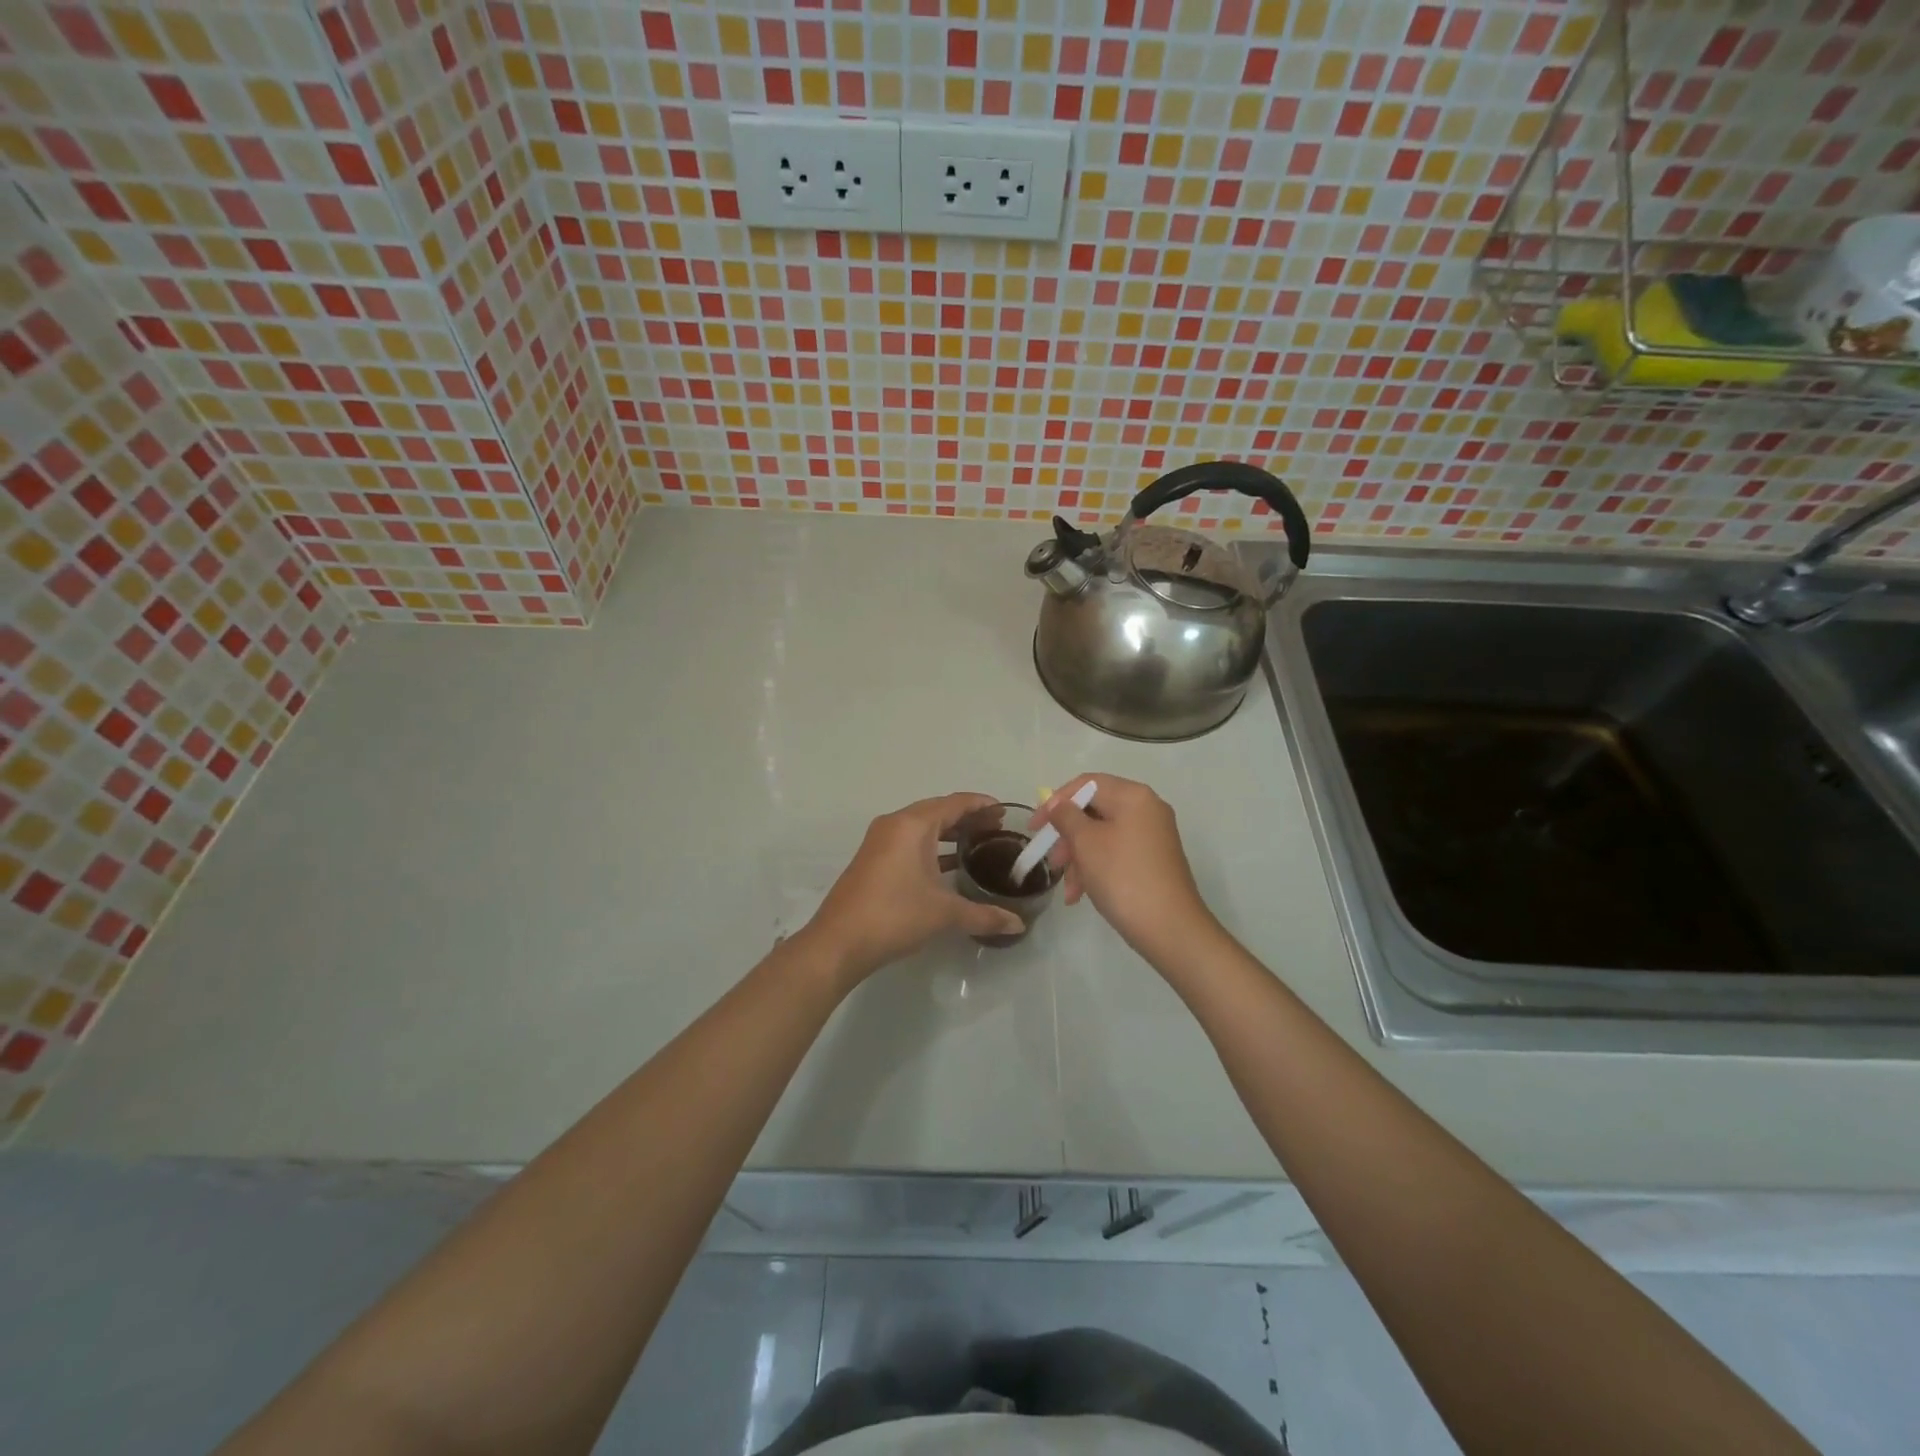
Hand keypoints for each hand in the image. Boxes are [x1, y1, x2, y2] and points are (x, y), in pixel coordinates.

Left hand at [802, 793, 1025, 985]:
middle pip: (939, 811)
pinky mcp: (874, 860)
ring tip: (979, 845)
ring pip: (923, 828)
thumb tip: (1018, 925)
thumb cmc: (894, 915)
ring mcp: (880, 842)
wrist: (838, 942)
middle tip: (998, 830)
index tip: (1006, 812)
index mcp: (913, 824)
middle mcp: (895, 825)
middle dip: (968, 819)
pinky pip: (910, 842)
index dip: (982, 805)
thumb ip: (984, 915)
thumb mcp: (944, 913)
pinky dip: (933, 848)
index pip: (955, 803)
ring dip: (950, 834)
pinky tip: (950, 866)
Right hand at [1030, 774, 1220, 964]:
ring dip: (1079, 858)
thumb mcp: (1086, 843)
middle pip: (1094, 811)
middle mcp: (1147, 809)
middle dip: (1067, 836)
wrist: (1170, 928)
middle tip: (1051, 860)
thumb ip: (1066, 816)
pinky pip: (1116, 853)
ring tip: (1067, 889)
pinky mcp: (1153, 860)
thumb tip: (1057, 804)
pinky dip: (1096, 869)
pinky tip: (1080, 895)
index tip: (1035, 826)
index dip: (1056, 801)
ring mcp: (1153, 836)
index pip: (1086, 784)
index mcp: (1133, 796)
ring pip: (1102, 836)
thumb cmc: (1122, 876)